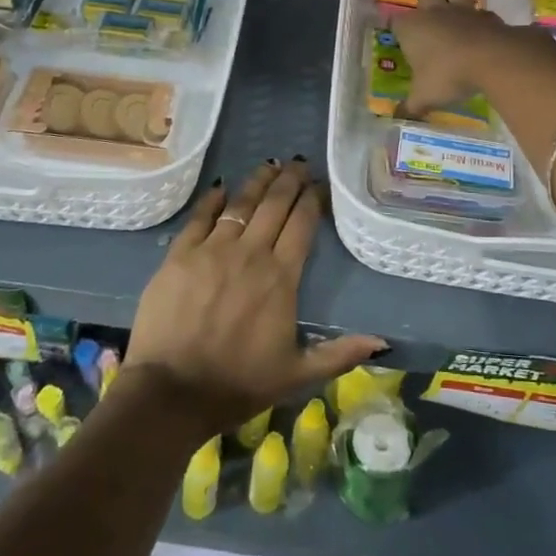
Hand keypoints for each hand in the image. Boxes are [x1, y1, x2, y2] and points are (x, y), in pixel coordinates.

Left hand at [126, 160, 385, 433]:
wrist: (172, 392)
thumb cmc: (238, 385)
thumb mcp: (296, 375)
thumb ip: (339, 354)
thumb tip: (383, 341)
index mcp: (281, 278)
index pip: (302, 225)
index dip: (312, 200)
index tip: (320, 185)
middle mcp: (250, 254)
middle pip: (274, 205)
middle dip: (290, 180)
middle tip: (299, 163)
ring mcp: (212, 250)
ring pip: (241, 203)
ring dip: (258, 181)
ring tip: (270, 165)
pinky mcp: (179, 255)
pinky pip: (200, 217)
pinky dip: (213, 199)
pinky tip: (223, 187)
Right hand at [389, 0, 551, 116]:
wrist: (491, 59)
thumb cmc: (448, 75)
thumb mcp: (425, 96)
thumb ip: (411, 105)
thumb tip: (398, 116)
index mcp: (411, 27)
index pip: (395, 20)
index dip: (397, 28)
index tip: (399, 38)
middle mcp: (434, 12)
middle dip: (426, 1)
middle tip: (429, 20)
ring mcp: (463, 10)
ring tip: (455, 9)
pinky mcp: (488, 15)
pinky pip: (481, 10)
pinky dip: (480, 17)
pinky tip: (482, 29)